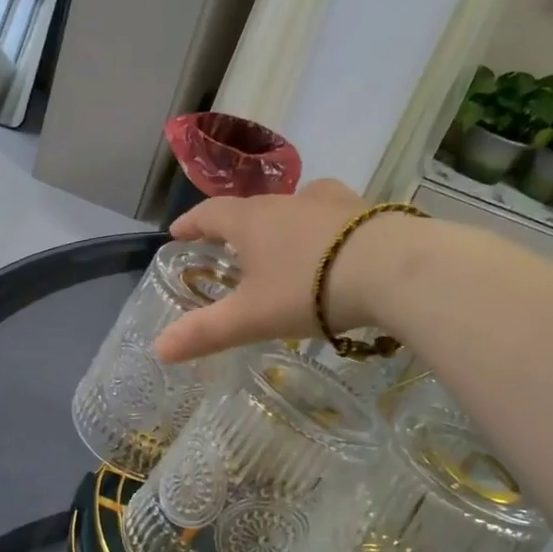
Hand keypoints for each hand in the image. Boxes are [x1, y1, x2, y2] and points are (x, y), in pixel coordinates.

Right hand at [156, 178, 401, 362]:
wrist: (393, 269)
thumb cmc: (309, 288)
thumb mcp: (252, 317)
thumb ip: (206, 332)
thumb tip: (158, 349)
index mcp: (251, 221)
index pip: (210, 214)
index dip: (191, 224)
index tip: (177, 233)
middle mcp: (287, 202)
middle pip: (252, 208)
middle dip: (236, 226)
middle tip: (230, 246)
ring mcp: (330, 203)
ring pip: (296, 205)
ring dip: (283, 221)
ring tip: (284, 243)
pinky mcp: (367, 212)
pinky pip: (335, 215)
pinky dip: (325, 228)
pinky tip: (337, 245)